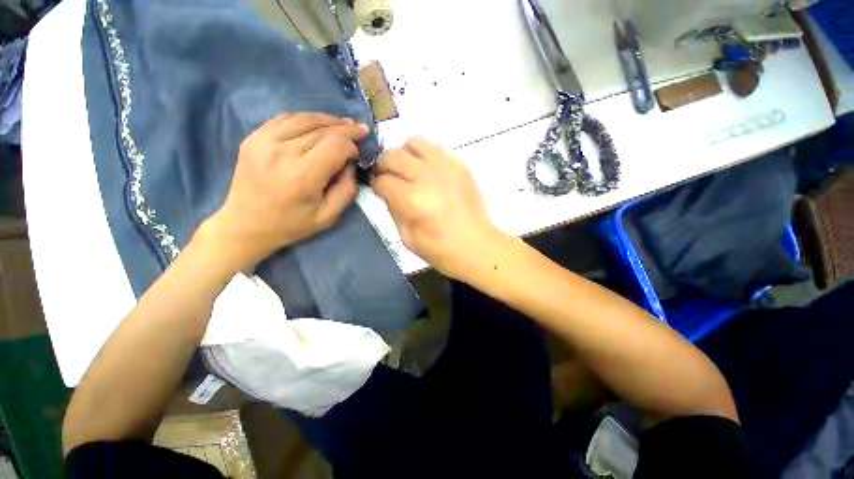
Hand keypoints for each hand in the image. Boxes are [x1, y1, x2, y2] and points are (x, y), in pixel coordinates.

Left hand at [203, 112, 369, 271]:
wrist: (245, 224)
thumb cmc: (291, 224)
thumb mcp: (329, 216)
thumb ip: (347, 190)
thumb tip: (351, 165)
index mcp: (303, 175)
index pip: (336, 145)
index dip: (352, 146)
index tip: (358, 154)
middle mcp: (283, 152)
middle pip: (323, 130)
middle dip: (346, 129)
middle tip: (361, 130)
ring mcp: (264, 141)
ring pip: (304, 119)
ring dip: (328, 120)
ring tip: (343, 123)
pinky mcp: (253, 138)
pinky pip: (285, 119)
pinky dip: (305, 119)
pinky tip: (317, 123)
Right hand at [371, 136, 500, 278]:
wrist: (477, 246)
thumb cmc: (441, 250)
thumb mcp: (408, 238)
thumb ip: (393, 210)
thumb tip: (387, 191)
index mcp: (413, 200)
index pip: (383, 181)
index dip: (376, 184)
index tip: (378, 188)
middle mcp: (428, 178)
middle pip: (394, 156)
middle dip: (384, 164)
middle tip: (388, 175)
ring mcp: (446, 168)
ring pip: (415, 142)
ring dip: (405, 153)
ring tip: (408, 168)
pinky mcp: (461, 167)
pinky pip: (437, 149)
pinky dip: (426, 156)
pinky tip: (429, 172)